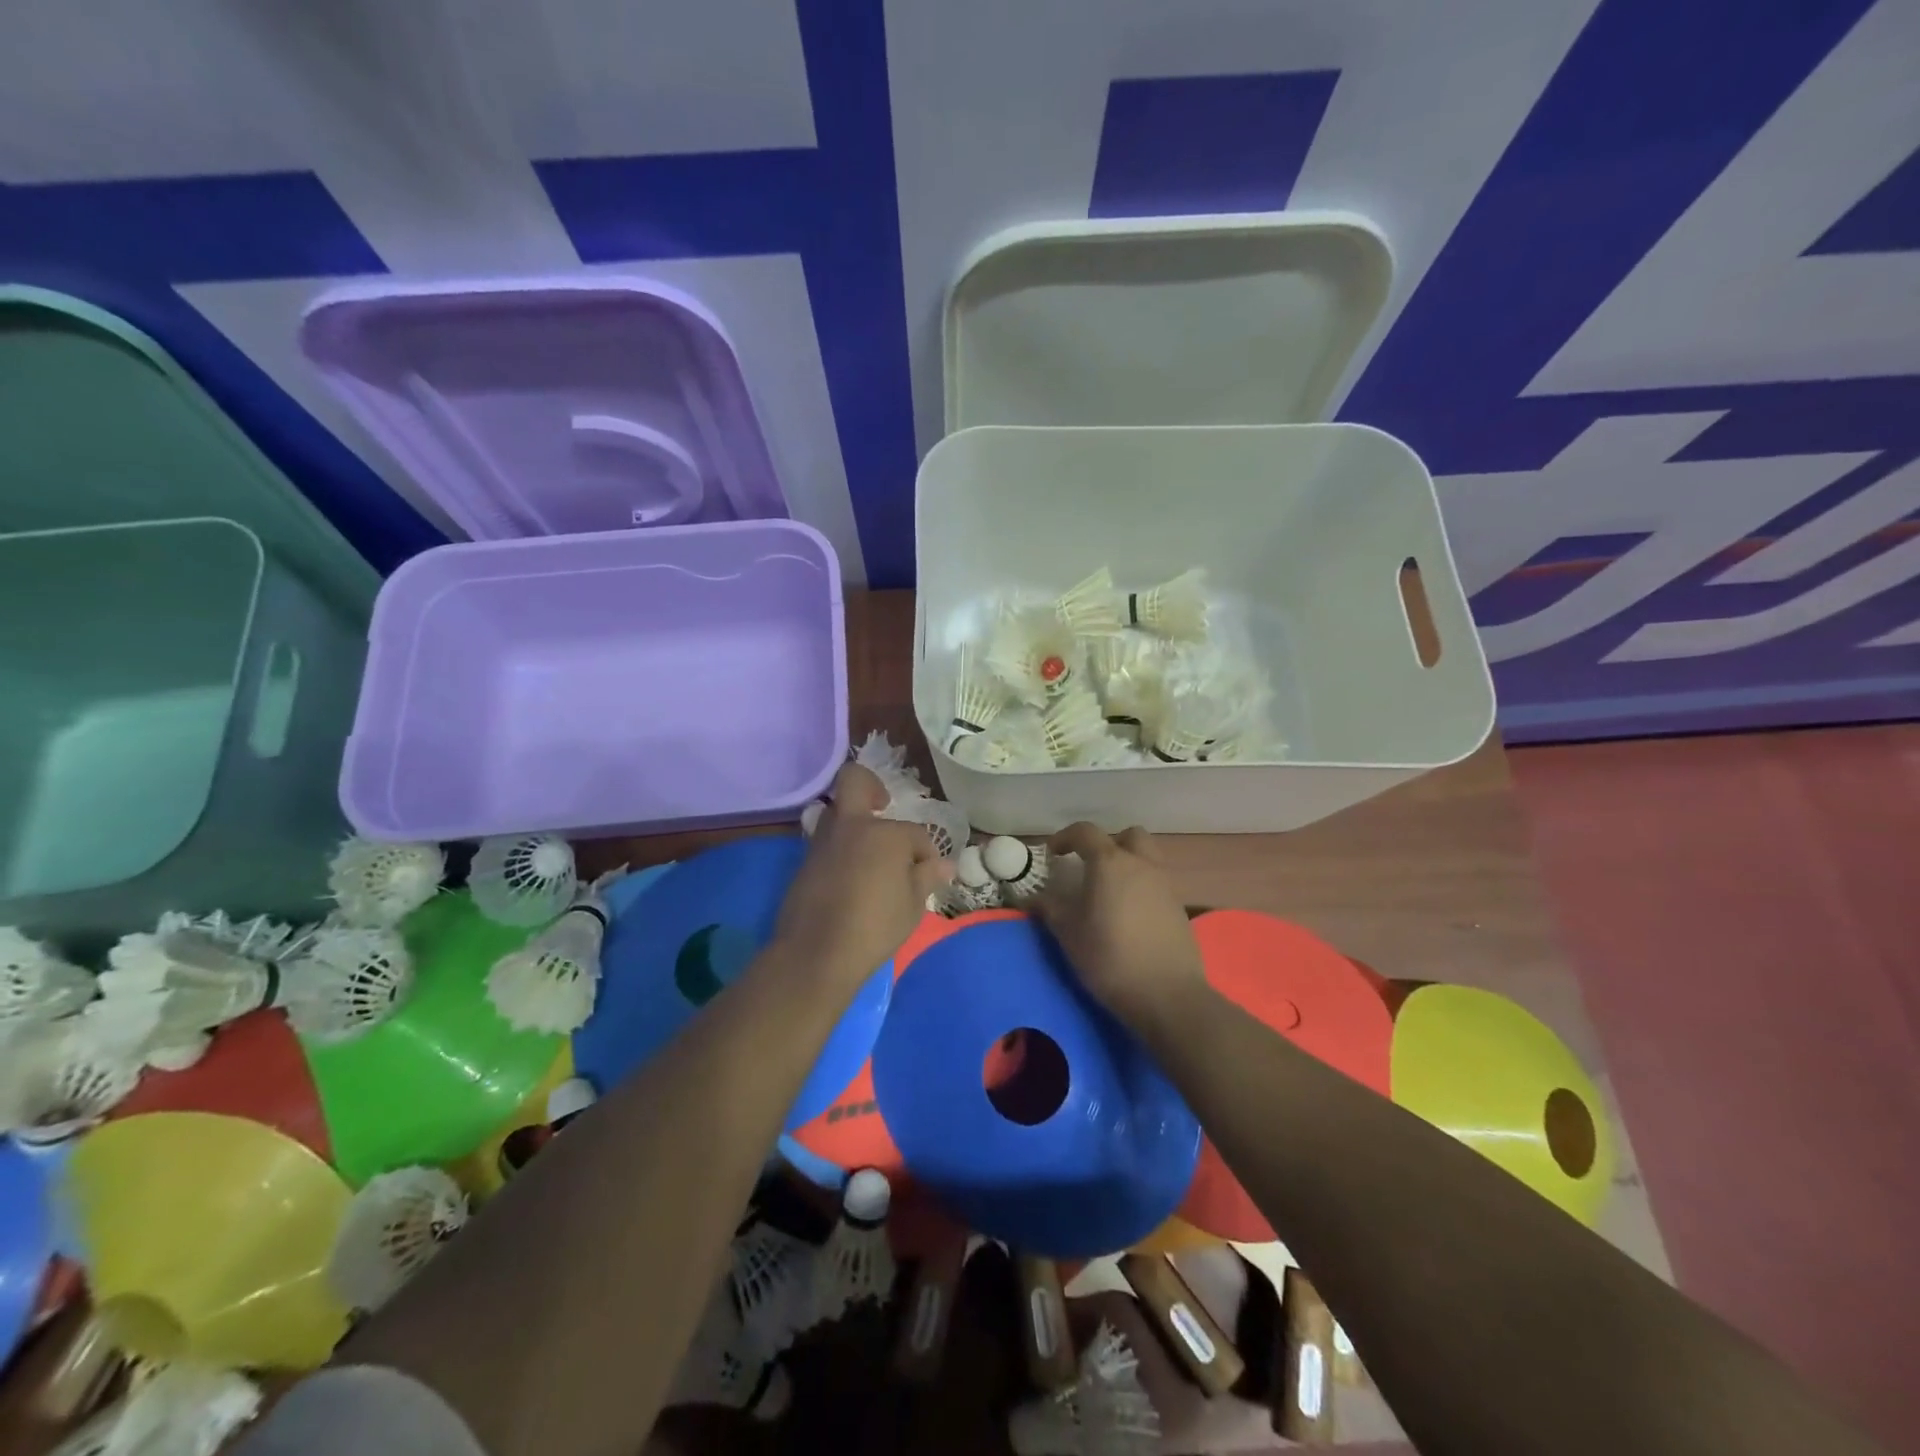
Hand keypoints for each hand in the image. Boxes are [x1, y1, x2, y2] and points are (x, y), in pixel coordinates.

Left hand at [773, 762, 952, 989]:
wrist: (817, 953)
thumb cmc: (875, 927)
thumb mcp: (912, 906)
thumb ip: (927, 877)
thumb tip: (945, 864)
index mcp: (886, 834)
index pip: (915, 834)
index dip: (926, 853)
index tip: (928, 874)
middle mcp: (852, 826)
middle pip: (855, 781)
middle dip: (872, 787)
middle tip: (882, 805)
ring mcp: (823, 841)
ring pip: (837, 811)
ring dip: (854, 821)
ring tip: (871, 853)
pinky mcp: (805, 862)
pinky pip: (827, 840)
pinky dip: (841, 847)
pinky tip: (852, 875)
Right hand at [1032, 823, 1207, 1034]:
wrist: (1167, 995)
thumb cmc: (1109, 957)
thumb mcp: (1068, 933)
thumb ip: (1050, 908)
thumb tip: (1034, 897)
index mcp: (1110, 862)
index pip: (1085, 832)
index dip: (1065, 837)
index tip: (1052, 855)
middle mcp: (1142, 864)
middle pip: (1129, 836)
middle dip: (1108, 844)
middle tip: (1090, 867)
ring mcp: (1165, 885)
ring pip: (1147, 857)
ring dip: (1128, 864)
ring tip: (1109, 892)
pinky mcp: (1180, 908)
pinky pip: (1157, 883)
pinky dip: (1142, 887)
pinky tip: (1129, 915)